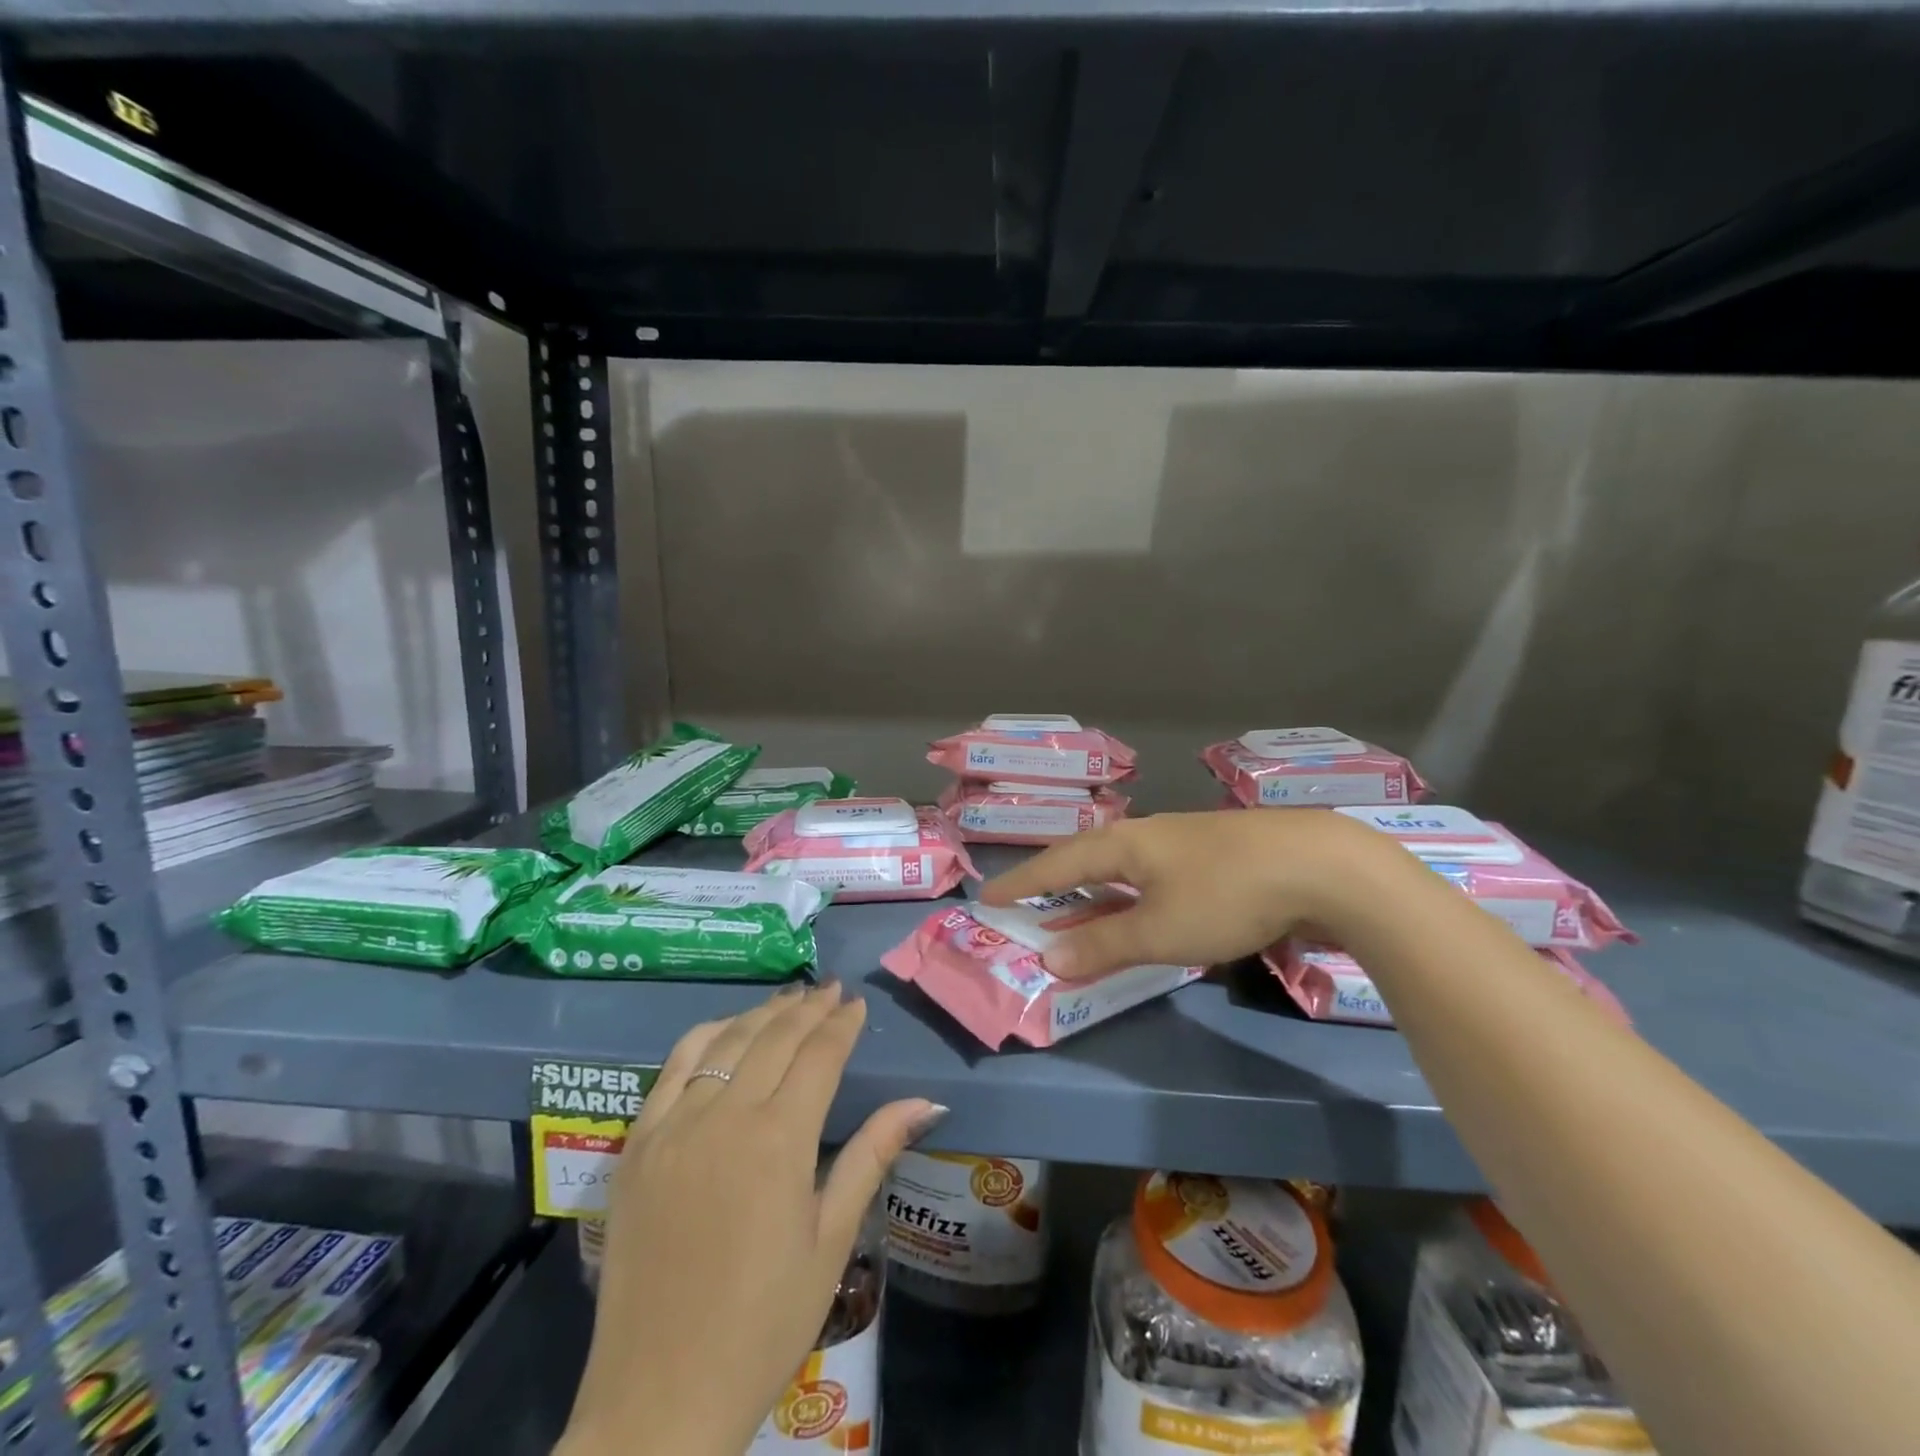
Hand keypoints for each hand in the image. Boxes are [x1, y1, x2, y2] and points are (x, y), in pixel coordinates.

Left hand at [558, 984, 942, 1455]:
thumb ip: (872, 1155)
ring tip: (790, 999)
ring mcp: (675, 1126)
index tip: (856, 1004)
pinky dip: (705, 1036)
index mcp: (780, 1140)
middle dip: (809, 1008)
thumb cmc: (764, 1323)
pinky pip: (673, 1067)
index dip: (841, 1024)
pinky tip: (726, 1029)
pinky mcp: (638, 1144)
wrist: (660, 1398)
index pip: (819, 1055)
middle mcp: (726, 1116)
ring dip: (763, 1014)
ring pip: (726, 1042)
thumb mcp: (831, 1241)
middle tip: (831, 990)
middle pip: (775, 1037)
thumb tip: (925, 1101)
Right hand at [977, 809, 1403, 979]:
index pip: (1057, 863)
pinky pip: (1153, 875)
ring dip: (1095, 893)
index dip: (1022, 882)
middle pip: (1087, 858)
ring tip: (1077, 911)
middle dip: (1055, 883)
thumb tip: (1050, 957)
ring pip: (1124, 867)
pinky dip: (1131, 896)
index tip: (989, 896)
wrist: (1322, 866)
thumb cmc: (1227, 895)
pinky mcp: (1217, 855)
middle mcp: (1148, 834)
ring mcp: (1185, 842)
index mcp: (1124, 844)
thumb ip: (1104, 945)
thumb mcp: (1159, 929)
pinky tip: (1143, 907)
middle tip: (1028, 903)